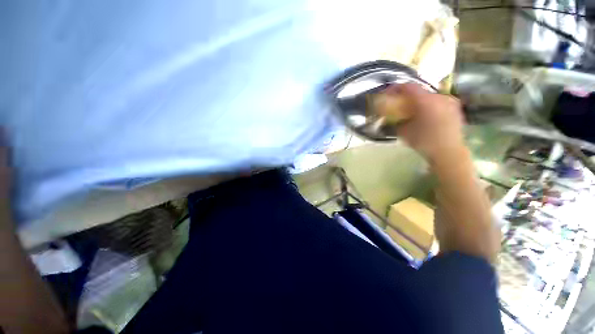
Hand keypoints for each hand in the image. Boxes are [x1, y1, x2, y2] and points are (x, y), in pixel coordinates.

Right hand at [378, 84, 465, 161]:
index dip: (396, 88)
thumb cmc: (424, 141)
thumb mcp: (403, 132)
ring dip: (419, 101)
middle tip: (399, 103)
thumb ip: (397, 121)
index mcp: (426, 101)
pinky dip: (429, 105)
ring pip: (430, 96)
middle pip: (420, 91)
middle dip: (407, 96)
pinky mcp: (456, 108)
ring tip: (413, 110)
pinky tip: (426, 115)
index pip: (409, 87)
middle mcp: (439, 97)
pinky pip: (439, 102)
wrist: (448, 152)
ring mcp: (450, 102)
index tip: (387, 93)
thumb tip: (393, 117)